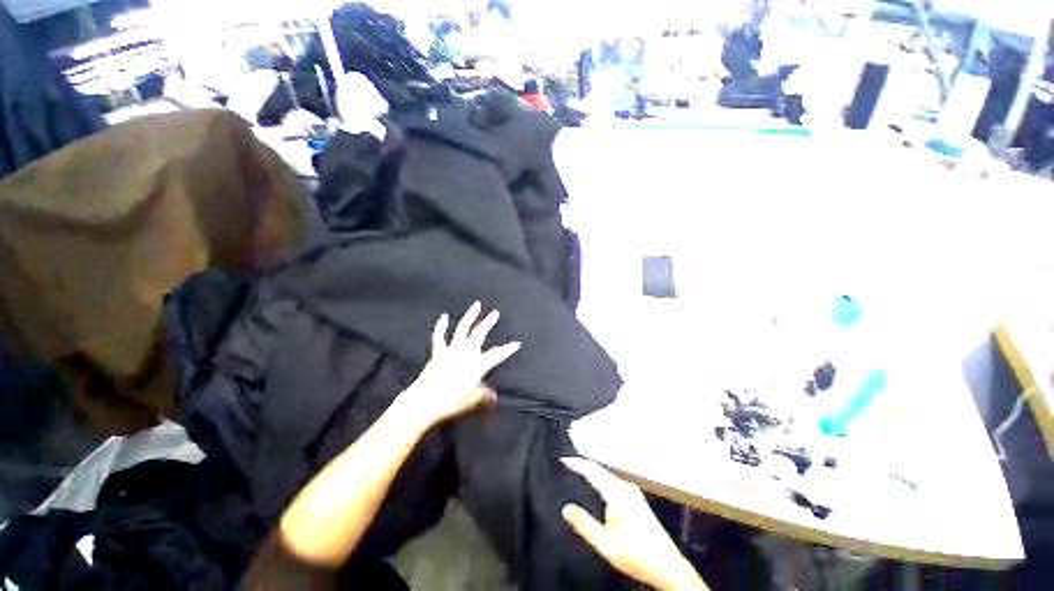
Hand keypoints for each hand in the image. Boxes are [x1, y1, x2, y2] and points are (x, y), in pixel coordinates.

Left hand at [403, 302, 519, 426]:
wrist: (425, 401)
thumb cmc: (452, 401)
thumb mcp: (473, 400)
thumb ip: (485, 397)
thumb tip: (494, 398)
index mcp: (477, 364)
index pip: (497, 355)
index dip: (508, 349)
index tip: (517, 343)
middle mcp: (466, 353)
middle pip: (479, 334)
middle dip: (488, 323)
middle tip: (495, 313)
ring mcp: (452, 350)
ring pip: (462, 329)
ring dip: (470, 316)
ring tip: (476, 305)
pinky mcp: (439, 353)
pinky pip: (440, 337)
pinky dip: (441, 326)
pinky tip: (444, 317)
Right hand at [562, 458, 708, 590]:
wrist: (668, 567)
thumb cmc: (636, 555)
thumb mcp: (605, 544)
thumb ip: (584, 524)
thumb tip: (566, 508)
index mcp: (618, 493)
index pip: (593, 471)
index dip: (577, 463)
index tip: (564, 459)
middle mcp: (627, 488)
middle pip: (601, 470)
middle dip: (585, 465)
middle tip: (569, 463)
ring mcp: (634, 493)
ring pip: (609, 476)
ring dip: (594, 472)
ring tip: (581, 469)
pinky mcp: (638, 500)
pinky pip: (615, 482)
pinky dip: (603, 480)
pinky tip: (599, 486)